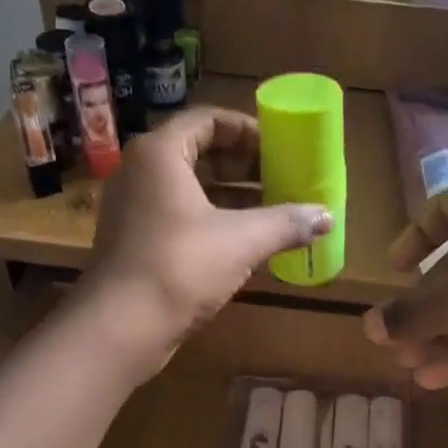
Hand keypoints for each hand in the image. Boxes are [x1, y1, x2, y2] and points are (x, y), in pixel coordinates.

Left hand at [86, 107, 334, 370]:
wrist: (119, 327)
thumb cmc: (180, 266)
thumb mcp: (242, 240)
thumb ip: (286, 222)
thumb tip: (328, 216)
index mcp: (160, 153)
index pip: (209, 120)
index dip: (248, 130)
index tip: (281, 148)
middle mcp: (141, 171)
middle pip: (199, 152)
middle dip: (245, 165)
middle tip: (283, 178)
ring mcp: (134, 207)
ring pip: (190, 187)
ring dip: (232, 195)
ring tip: (274, 209)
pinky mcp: (135, 239)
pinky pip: (180, 214)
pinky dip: (213, 219)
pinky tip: (246, 241)